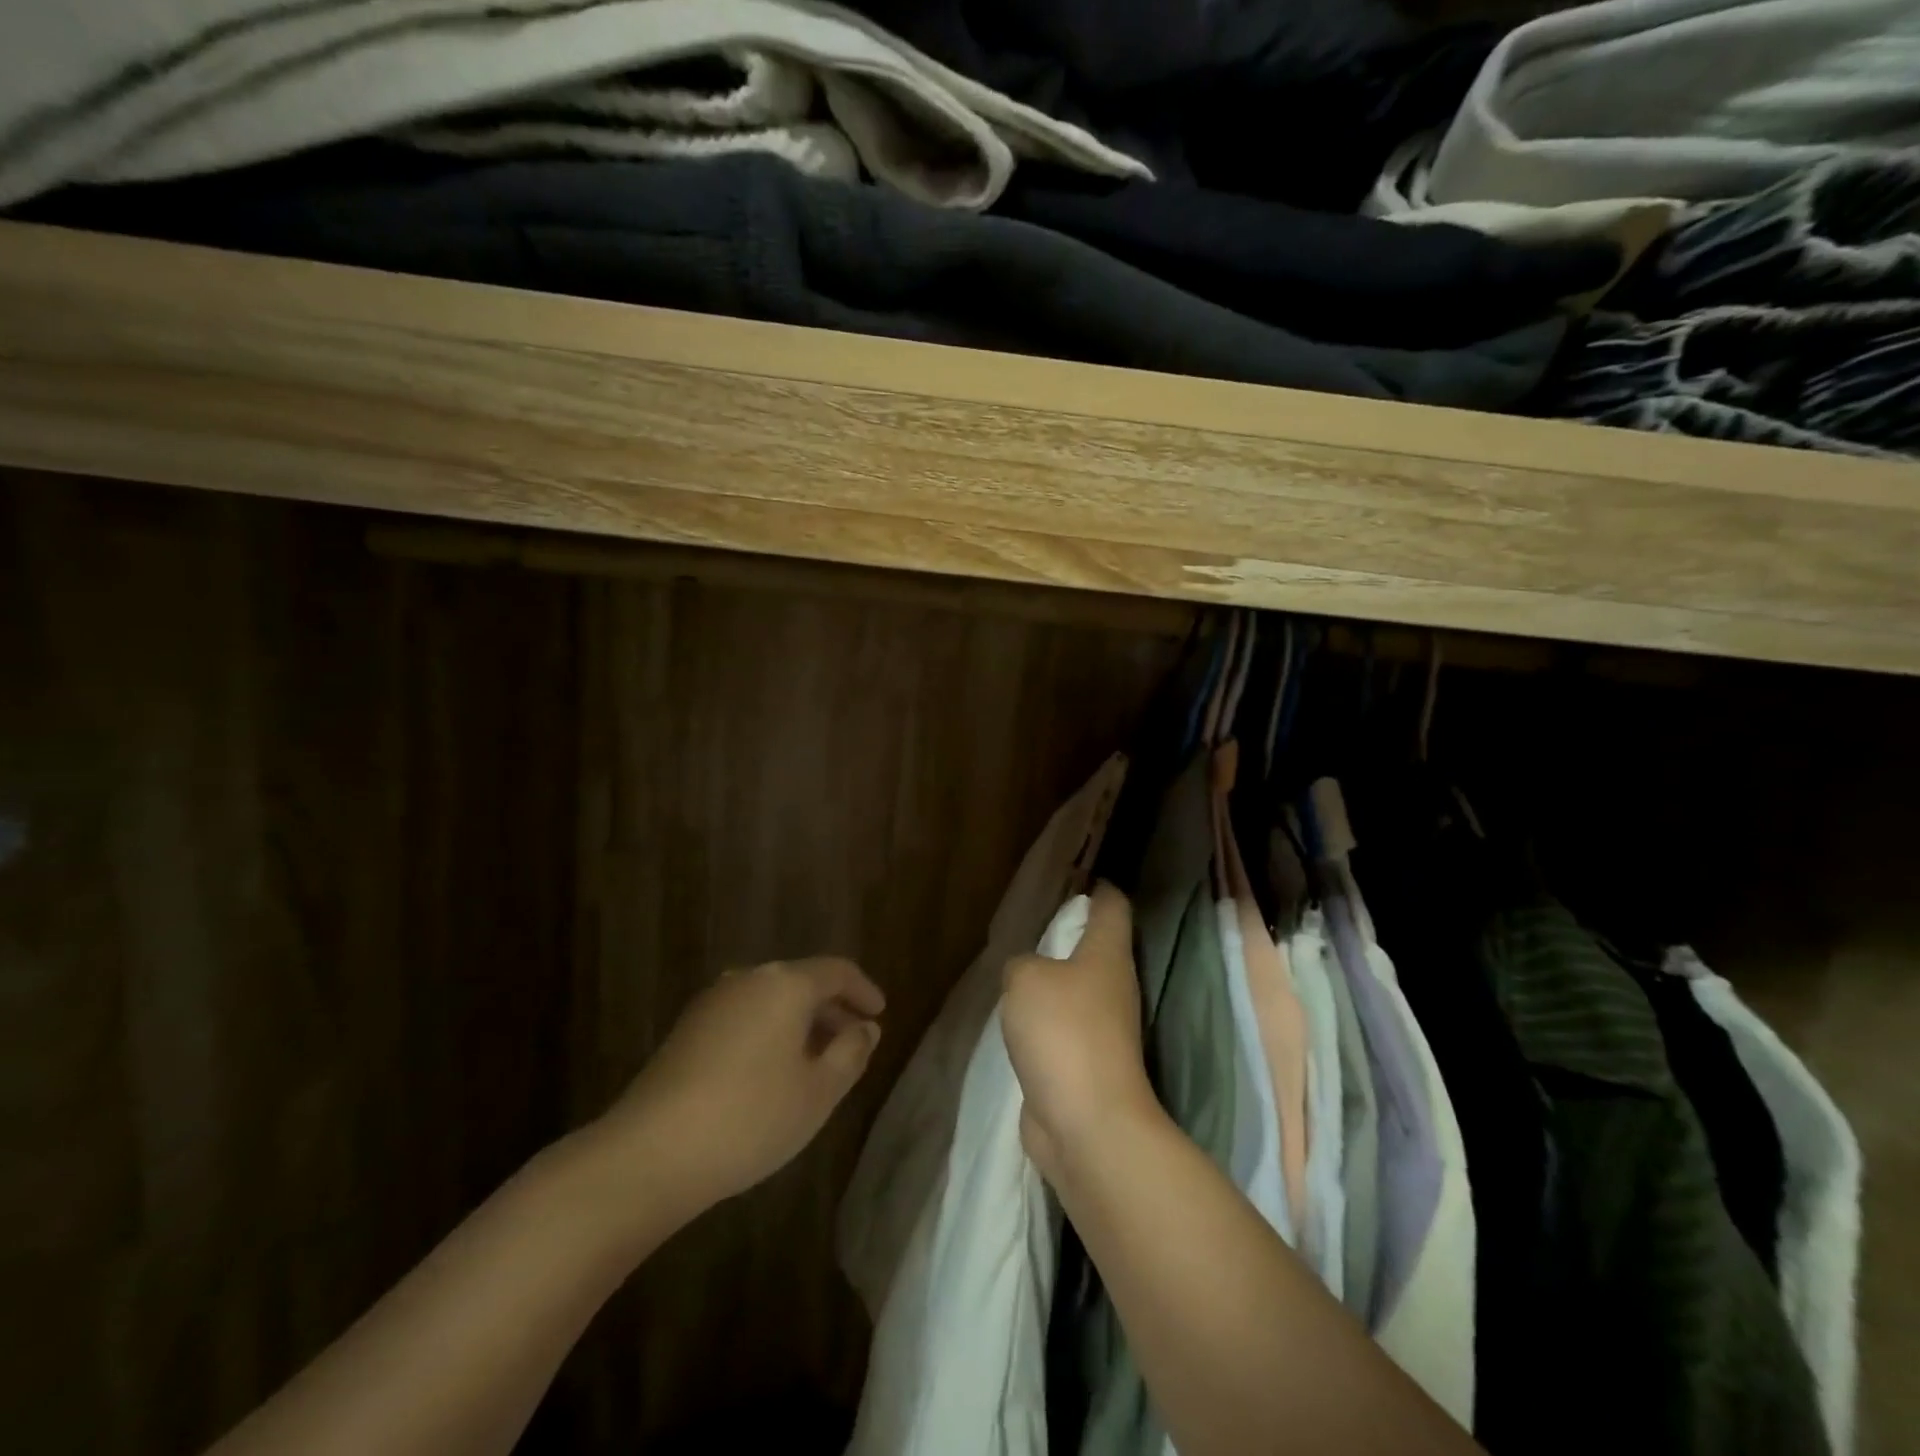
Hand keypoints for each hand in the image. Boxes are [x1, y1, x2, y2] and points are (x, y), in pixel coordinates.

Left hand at [599, 957, 884, 1208]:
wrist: (650, 1153)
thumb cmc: (750, 1117)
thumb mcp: (818, 1091)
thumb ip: (851, 1053)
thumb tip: (865, 1028)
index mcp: (786, 984)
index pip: (837, 971)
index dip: (864, 990)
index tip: (880, 1013)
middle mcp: (749, 979)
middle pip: (802, 982)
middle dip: (832, 1010)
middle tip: (854, 1042)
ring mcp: (713, 1002)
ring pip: (772, 1000)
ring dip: (800, 1023)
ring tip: (817, 1061)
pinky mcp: (688, 1029)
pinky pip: (745, 1016)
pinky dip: (770, 1032)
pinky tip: (772, 1072)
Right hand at [1000, 885, 1156, 1184]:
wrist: (1087, 1124)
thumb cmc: (1063, 1032)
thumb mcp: (1026, 979)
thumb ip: (1021, 964)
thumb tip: (1027, 975)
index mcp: (1108, 955)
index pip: (1113, 906)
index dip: (1099, 887)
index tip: (1078, 875)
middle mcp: (1113, 986)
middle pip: (1097, 947)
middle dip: (1069, 932)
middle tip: (1032, 921)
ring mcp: (1104, 1029)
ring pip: (1077, 989)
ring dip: (1053, 979)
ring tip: (1019, 967)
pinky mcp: (1086, 1064)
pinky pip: (1063, 1026)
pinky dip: (1045, 1018)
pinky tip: (1020, 1017)